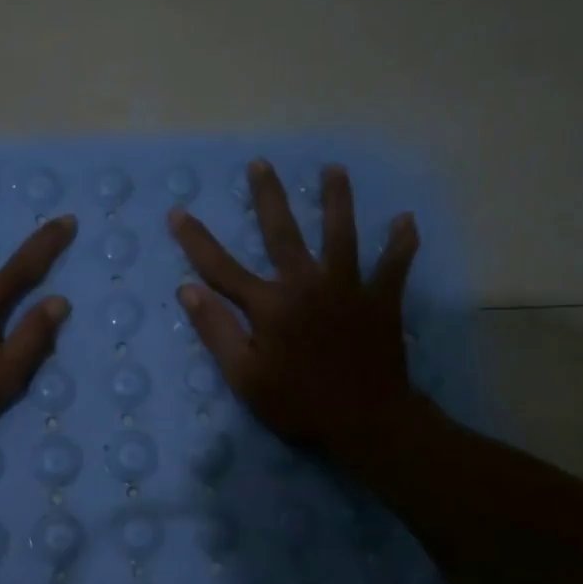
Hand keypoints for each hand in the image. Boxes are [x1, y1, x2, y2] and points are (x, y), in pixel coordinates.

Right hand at [169, 158, 423, 467]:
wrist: (366, 420)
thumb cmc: (298, 402)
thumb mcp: (244, 376)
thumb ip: (216, 331)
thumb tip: (188, 290)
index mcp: (269, 305)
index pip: (221, 267)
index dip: (197, 240)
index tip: (178, 213)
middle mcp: (306, 284)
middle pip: (283, 233)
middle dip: (269, 197)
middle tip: (261, 163)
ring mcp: (348, 288)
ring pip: (342, 235)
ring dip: (337, 200)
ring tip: (335, 170)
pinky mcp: (381, 301)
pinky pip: (394, 267)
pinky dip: (401, 244)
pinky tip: (405, 221)